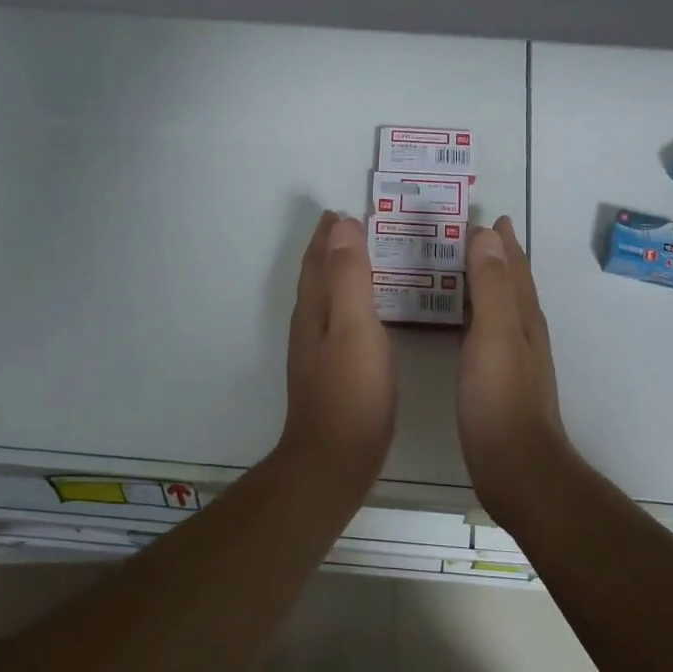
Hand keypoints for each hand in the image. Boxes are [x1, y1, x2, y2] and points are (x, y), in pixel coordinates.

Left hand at [279, 212, 396, 477]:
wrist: (333, 460)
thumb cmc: (352, 393)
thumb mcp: (355, 327)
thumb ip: (350, 277)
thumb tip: (342, 226)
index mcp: (315, 310)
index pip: (318, 261)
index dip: (328, 236)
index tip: (343, 211)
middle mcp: (309, 326)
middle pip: (316, 277)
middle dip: (329, 250)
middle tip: (349, 228)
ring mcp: (317, 352)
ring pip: (325, 300)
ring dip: (337, 275)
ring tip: (359, 260)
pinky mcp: (330, 373)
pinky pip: (337, 321)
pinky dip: (347, 303)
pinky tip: (363, 315)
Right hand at [459, 217, 566, 523]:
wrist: (516, 466)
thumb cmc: (500, 399)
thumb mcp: (494, 334)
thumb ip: (490, 286)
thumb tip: (487, 235)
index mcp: (523, 317)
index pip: (514, 268)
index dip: (503, 243)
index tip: (489, 217)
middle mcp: (524, 333)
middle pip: (512, 285)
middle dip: (498, 257)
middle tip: (474, 235)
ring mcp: (514, 359)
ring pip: (502, 308)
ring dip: (487, 284)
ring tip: (464, 269)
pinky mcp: (500, 382)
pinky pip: (488, 332)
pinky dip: (477, 315)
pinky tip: (463, 324)